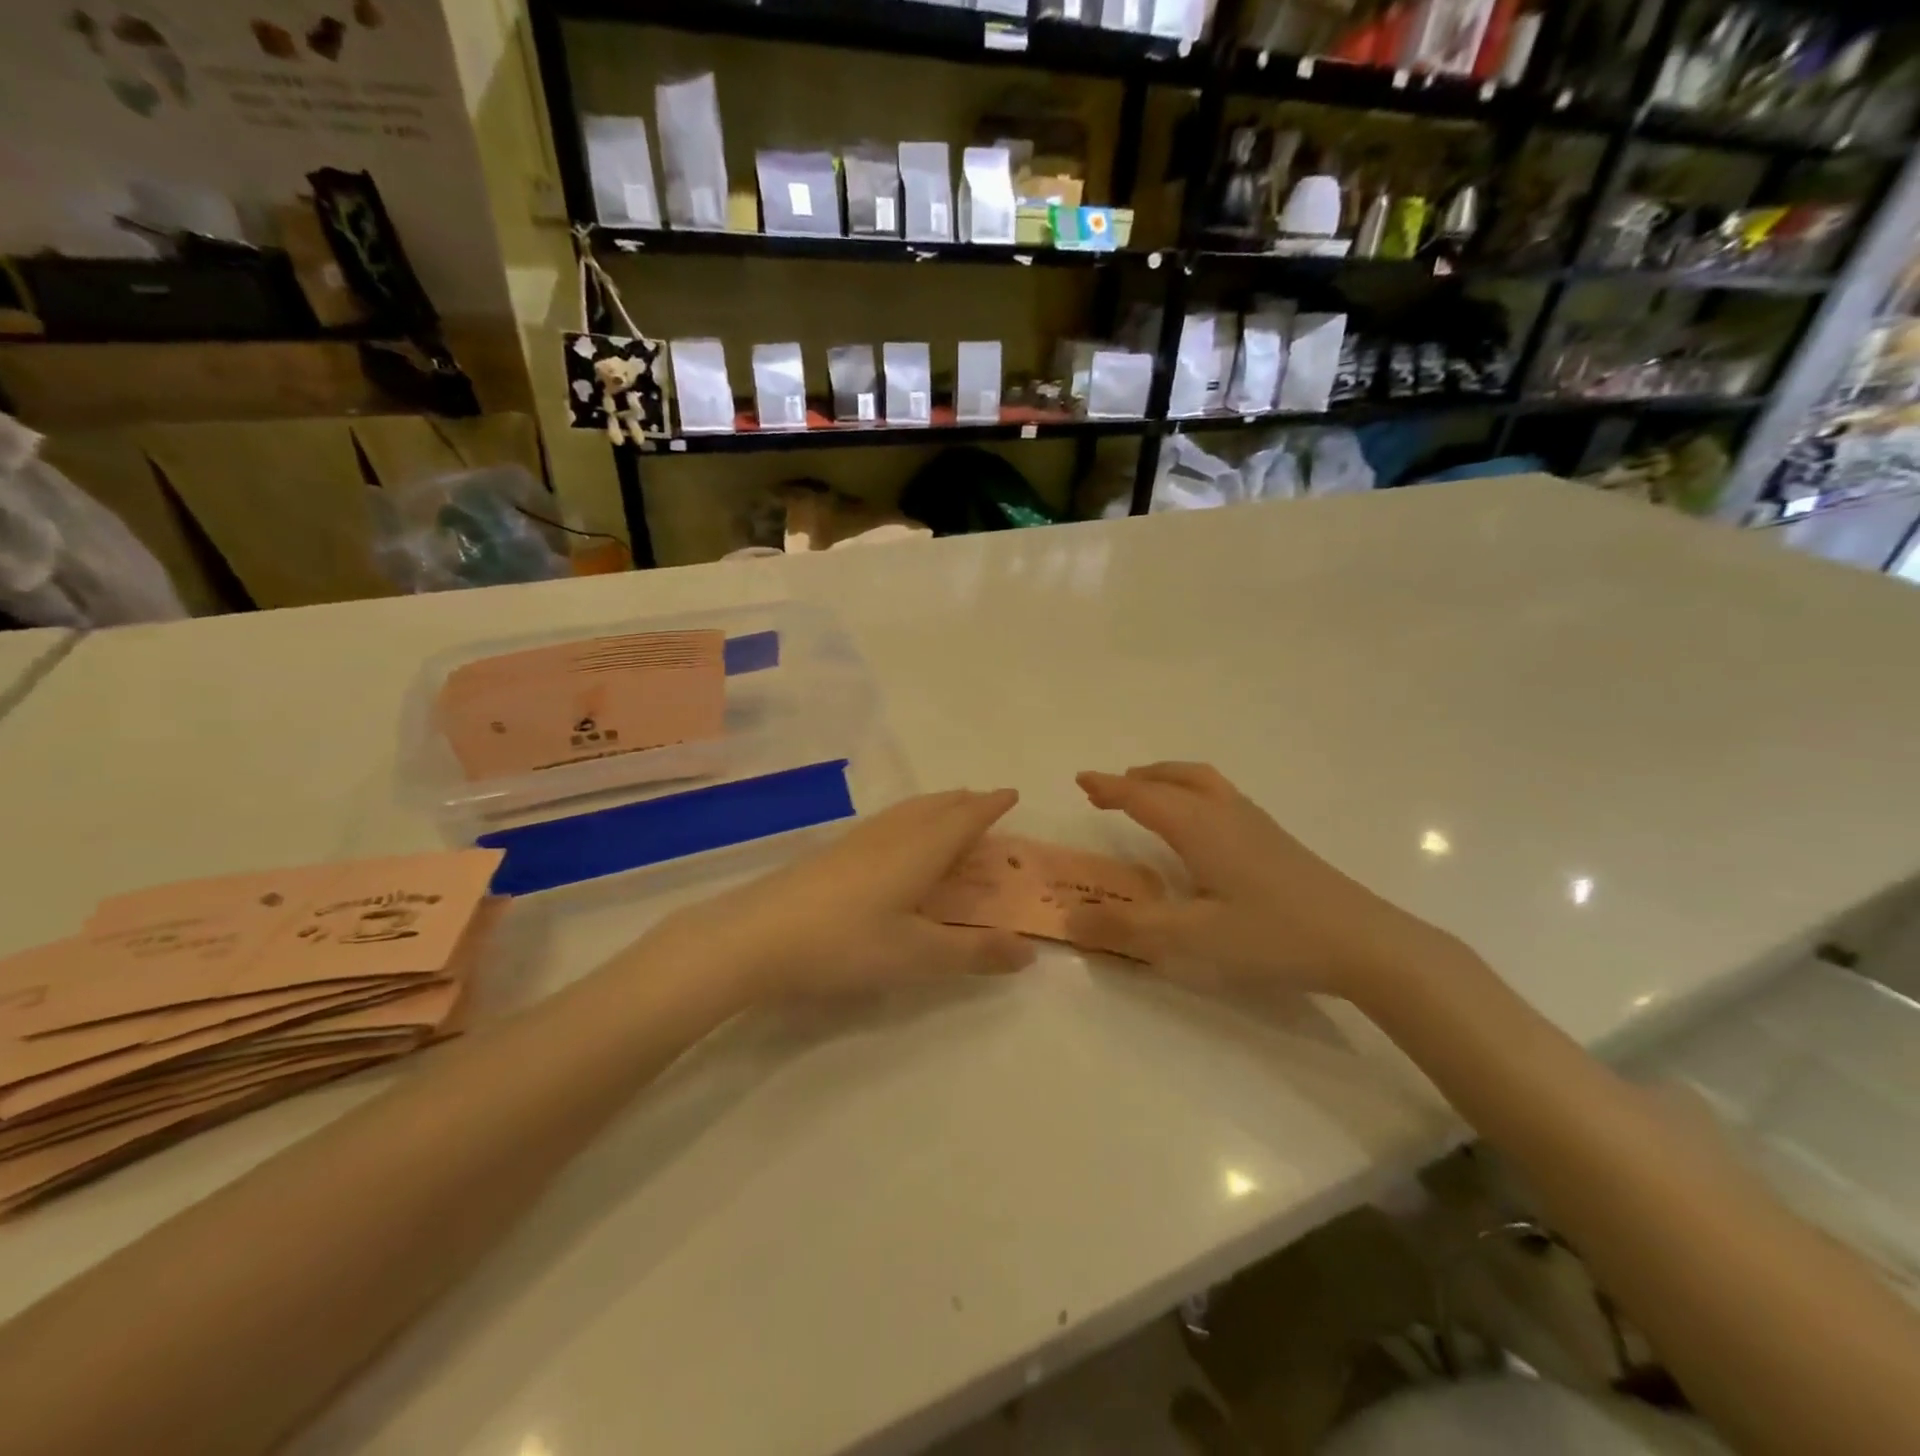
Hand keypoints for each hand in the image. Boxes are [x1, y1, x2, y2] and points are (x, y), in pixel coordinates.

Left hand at [649, 789, 1036, 1000]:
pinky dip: (909, 820)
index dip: (991, 805)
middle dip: (965, 802)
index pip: (965, 818)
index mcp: (920, 850)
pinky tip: (895, 841)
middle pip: (936, 807)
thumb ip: (975, 952)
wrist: (756, 936)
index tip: (1012, 793)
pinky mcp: (831, 853)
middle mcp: (892, 835)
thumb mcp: (919, 956)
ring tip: (947, 812)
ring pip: (907, 811)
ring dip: (935, 806)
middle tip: (984, 801)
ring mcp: (857, 841)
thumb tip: (1029, 952)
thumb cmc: (847, 943)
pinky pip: (886, 823)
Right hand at [1068, 763, 1459, 1002]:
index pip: (1143, 797)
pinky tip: (1200, 827)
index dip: (1109, 787)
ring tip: (1149, 794)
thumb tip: (1069, 917)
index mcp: (1199, 827)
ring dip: (1167, 781)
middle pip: (1174, 779)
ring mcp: (1255, 824)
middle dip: (1137, 779)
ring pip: (1202, 783)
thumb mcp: (1191, 938)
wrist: (1363, 942)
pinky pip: (1221, 797)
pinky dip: (1193, 793)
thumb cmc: (1271, 935)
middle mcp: (1224, 813)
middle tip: (1109, 789)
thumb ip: (1128, 927)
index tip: (1081, 779)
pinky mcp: (1275, 840)